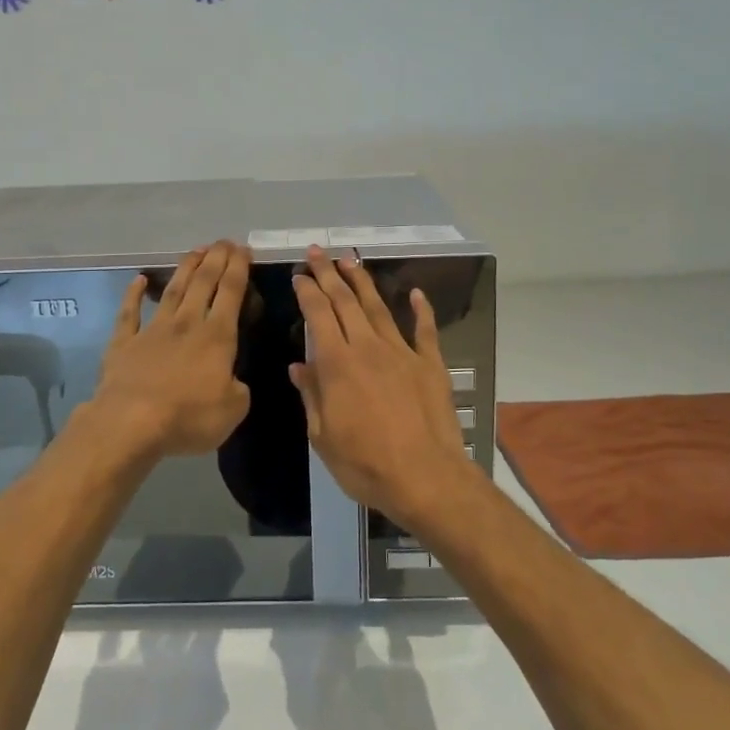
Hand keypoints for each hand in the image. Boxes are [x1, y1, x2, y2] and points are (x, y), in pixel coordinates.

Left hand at [91, 241, 251, 456]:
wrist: (130, 423)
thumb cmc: (188, 417)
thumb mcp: (233, 410)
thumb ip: (238, 390)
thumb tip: (232, 381)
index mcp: (217, 337)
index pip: (231, 292)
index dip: (239, 268)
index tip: (244, 249)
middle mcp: (186, 324)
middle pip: (203, 282)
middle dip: (215, 259)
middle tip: (224, 241)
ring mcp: (152, 330)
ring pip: (172, 291)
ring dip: (185, 268)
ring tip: (196, 250)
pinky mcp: (123, 343)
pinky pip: (129, 313)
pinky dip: (133, 294)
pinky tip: (138, 280)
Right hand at [289, 248, 477, 532]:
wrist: (425, 477)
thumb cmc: (365, 463)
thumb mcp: (323, 436)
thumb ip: (312, 395)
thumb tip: (299, 366)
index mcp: (337, 364)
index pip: (318, 315)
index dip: (307, 292)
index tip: (299, 276)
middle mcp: (368, 348)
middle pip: (345, 302)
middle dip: (328, 274)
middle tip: (317, 252)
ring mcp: (402, 353)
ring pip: (379, 308)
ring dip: (363, 282)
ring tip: (350, 260)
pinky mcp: (430, 364)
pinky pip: (424, 330)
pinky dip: (420, 310)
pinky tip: (415, 293)